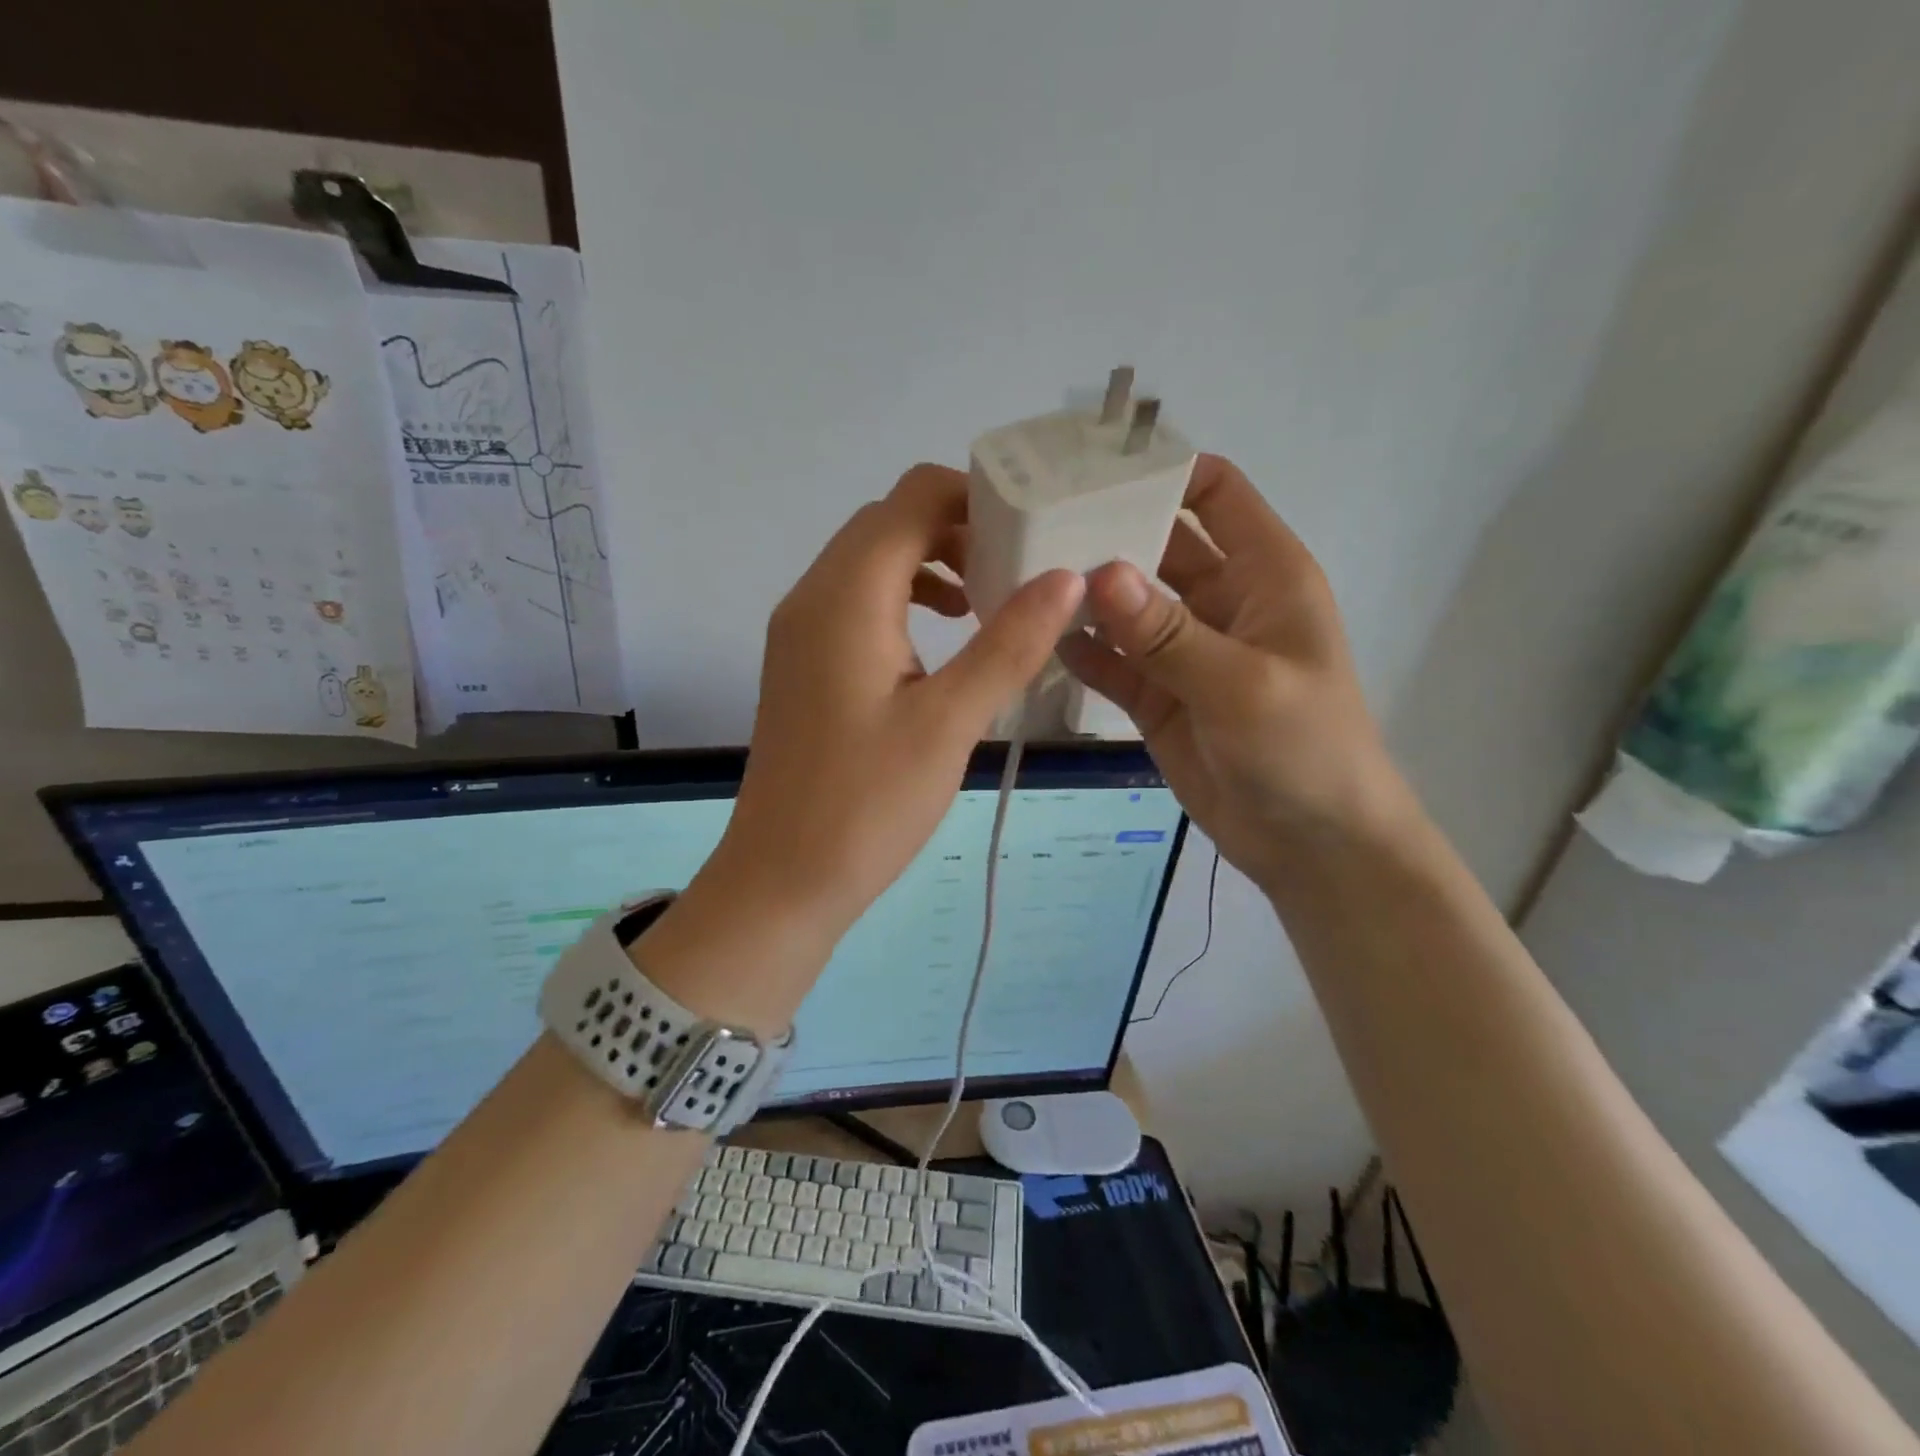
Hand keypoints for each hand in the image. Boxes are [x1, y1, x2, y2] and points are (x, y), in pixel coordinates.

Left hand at [697, 463, 1083, 949]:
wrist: (783, 877)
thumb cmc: (868, 804)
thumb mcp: (950, 722)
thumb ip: (1009, 643)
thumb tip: (1066, 577)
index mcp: (846, 596)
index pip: (911, 498)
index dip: (975, 497)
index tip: (1032, 530)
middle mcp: (813, 596)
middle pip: (889, 522)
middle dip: (958, 529)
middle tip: (1020, 568)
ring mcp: (800, 630)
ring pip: (871, 562)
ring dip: (931, 565)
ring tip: (988, 603)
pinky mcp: (803, 663)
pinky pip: (856, 603)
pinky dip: (904, 600)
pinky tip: (943, 643)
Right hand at [1057, 455, 1411, 888]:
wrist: (1312, 844)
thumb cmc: (1304, 750)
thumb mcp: (1241, 685)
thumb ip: (1168, 633)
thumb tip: (1102, 573)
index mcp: (1262, 574)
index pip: (1214, 492)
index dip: (1162, 470)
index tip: (1091, 467)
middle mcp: (1219, 600)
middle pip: (1156, 544)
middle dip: (1104, 531)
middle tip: (1031, 523)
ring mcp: (1183, 651)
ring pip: (1125, 605)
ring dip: (1083, 593)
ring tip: (1017, 577)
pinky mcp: (1156, 696)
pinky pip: (1111, 660)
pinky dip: (1080, 650)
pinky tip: (1034, 639)